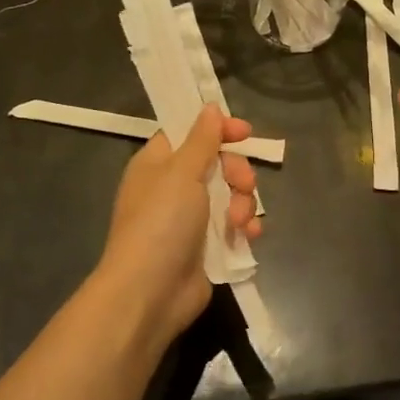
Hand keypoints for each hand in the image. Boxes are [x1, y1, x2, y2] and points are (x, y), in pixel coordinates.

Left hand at [93, 105, 260, 348]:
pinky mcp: (207, 246)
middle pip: (217, 164)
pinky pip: (234, 225)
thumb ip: (201, 139)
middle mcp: (173, 187)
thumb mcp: (181, 172)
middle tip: (244, 183)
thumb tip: (210, 107)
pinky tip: (248, 236)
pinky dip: (244, 227)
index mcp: (158, 164)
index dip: (217, 130)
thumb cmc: (161, 222)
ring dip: (243, 203)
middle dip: (237, 172)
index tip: (244, 133)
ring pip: (230, 195)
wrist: (151, 292)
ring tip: (238, 221)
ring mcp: (190, 219)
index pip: (190, 133)